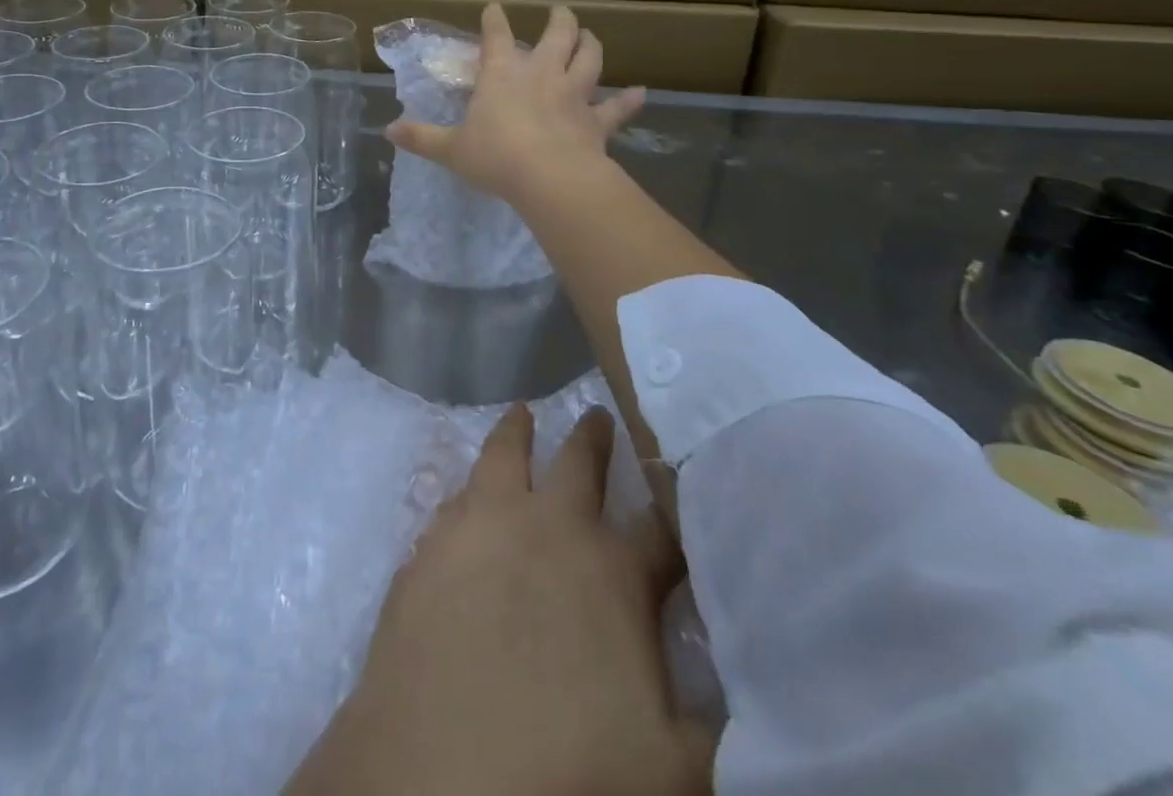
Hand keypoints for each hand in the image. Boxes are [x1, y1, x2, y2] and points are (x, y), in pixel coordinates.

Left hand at [285, 406, 712, 795]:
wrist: (441, 778)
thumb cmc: (571, 771)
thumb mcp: (675, 768)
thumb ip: (711, 724)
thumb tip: (742, 695)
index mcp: (612, 571)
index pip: (660, 529)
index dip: (676, 508)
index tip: (682, 483)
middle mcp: (546, 528)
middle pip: (577, 463)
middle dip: (593, 438)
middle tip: (598, 414)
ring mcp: (480, 529)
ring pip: (502, 457)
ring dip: (516, 434)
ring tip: (520, 414)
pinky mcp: (429, 547)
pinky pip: (454, 500)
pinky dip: (469, 488)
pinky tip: (466, 494)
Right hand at [384, 3, 645, 206]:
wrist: (549, 179)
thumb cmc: (495, 157)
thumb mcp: (451, 149)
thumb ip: (422, 137)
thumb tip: (388, 130)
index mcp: (503, 74)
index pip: (496, 36)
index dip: (494, 20)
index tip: (493, 8)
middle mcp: (541, 74)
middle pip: (557, 35)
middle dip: (558, 21)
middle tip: (560, 13)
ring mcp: (573, 94)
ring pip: (589, 59)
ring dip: (591, 44)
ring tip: (590, 35)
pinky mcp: (597, 121)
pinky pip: (617, 108)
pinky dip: (628, 101)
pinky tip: (640, 93)